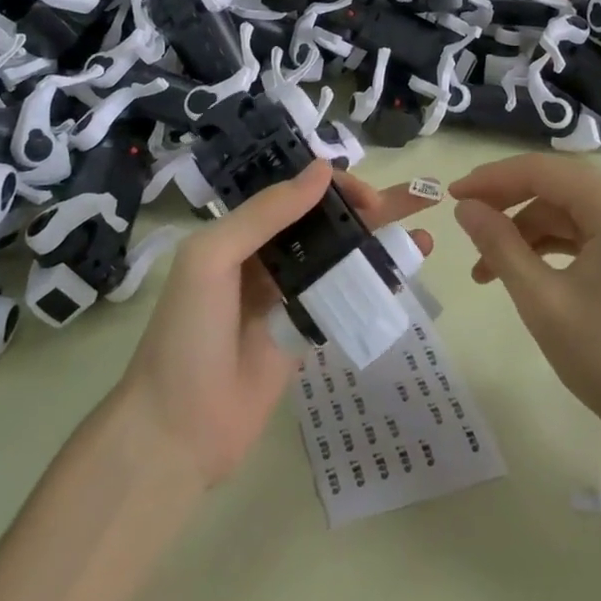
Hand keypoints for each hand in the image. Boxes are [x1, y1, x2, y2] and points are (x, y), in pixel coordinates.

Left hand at [117, 160, 437, 487]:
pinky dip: (372, 285)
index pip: (298, 193)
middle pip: (327, 222)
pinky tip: (401, 280)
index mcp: (241, 232)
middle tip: (419, 201)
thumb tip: (323, 170)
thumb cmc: (187, 335)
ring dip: (379, 244)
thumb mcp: (212, 259)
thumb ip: (266, 214)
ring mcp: (288, 296)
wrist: (177, 431)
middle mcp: (267, 256)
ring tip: (423, 239)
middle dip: (371, 208)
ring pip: (341, 258)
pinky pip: (343, 298)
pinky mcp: (304, 332)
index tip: (370, 198)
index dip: (336, 187)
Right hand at [451, 154, 600, 444]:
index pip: (543, 171)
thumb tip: (465, 208)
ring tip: (483, 269)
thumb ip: (499, 244)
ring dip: (523, 232)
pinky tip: (518, 272)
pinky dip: (548, 247)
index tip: (452, 195)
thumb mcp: (540, 298)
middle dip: (506, 203)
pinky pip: (583, 233)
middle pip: (556, 186)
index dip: (493, 179)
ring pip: (566, 212)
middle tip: (464, 221)